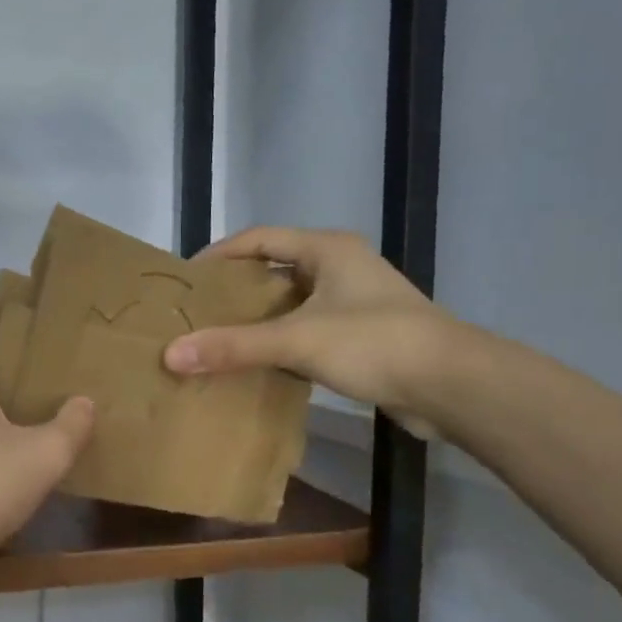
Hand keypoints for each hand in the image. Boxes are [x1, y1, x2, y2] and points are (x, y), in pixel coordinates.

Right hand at [163, 227, 454, 439]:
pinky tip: (260, 364)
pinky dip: (282, 342)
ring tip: (219, 338)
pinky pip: (308, 329)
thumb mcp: (297, 340)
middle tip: (197, 312)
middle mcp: (341, 267)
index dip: (220, 254)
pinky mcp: (363, 334)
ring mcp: (354, 301)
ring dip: (259, 319)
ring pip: (292, 303)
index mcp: (326, 249)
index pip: (259, 238)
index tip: (187, 279)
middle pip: (274, 270)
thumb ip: (233, 346)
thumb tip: (170, 355)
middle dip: (236, 290)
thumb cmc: (374, 342)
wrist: (451, 384)